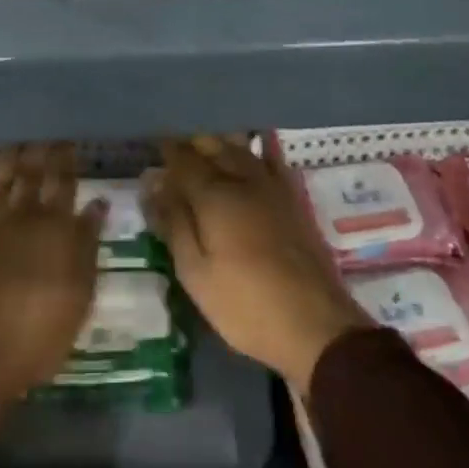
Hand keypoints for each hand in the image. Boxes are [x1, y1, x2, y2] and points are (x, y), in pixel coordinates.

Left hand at [0, 143, 105, 430]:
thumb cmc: (38, 337)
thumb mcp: (79, 297)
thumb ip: (88, 246)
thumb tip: (97, 204)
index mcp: (57, 231)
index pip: (65, 185)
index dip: (68, 162)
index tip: (71, 145)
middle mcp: (25, 218)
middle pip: (35, 176)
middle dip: (43, 154)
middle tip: (48, 139)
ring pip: (4, 179)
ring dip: (14, 158)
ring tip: (20, 144)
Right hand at [143, 136, 366, 391]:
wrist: (315, 324)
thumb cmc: (244, 304)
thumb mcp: (195, 272)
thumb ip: (174, 223)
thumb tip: (153, 184)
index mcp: (214, 195)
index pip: (184, 159)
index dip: (168, 151)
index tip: (154, 148)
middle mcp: (243, 179)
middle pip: (214, 145)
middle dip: (192, 142)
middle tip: (175, 150)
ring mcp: (273, 186)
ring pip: (242, 148)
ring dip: (220, 143)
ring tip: (205, 151)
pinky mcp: (293, 199)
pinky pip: (270, 160)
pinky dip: (254, 153)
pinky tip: (249, 157)